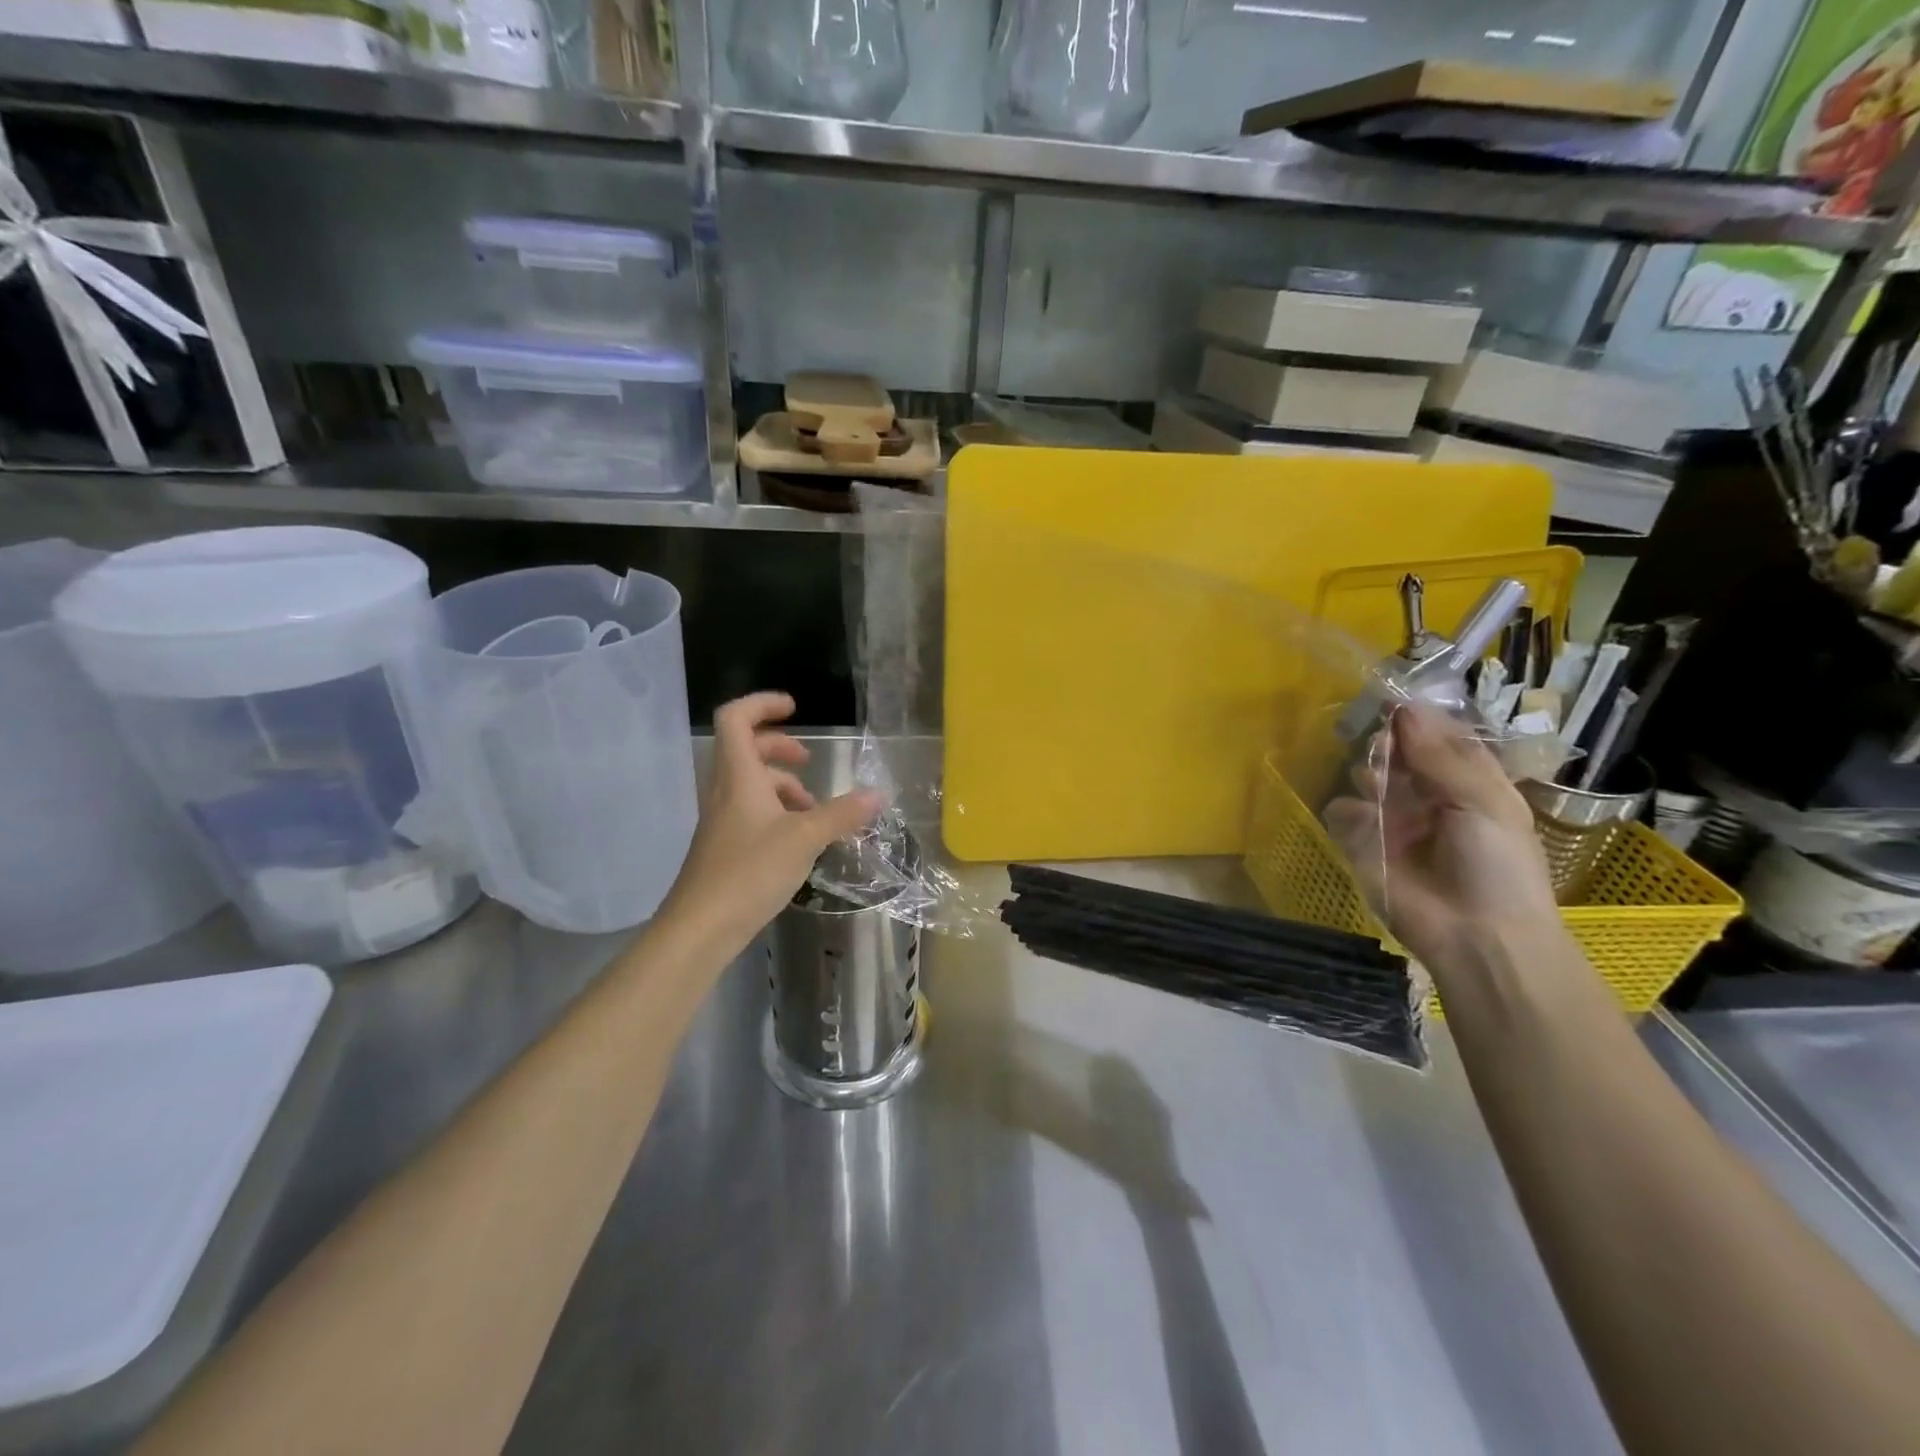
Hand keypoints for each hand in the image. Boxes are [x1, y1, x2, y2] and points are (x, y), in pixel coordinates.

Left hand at [658, 692, 883, 960]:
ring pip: (750, 783)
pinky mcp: (725, 846)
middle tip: (810, 762)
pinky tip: (800, 839)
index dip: (762, 704)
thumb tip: (879, 794)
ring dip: (782, 785)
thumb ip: (842, 814)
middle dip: (779, 747)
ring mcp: (722, 820)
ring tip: (815, 809)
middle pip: (745, 748)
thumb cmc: (749, 872)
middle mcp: (724, 790)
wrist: (700, 928)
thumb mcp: (805, 839)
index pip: (735, 718)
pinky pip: (751, 811)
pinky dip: (777, 812)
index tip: (795, 708)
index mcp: (738, 776)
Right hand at [1323, 704, 1560, 984]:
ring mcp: (1395, 822)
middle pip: (1401, 755)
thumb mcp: (1482, 802)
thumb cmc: (1497, 866)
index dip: (1420, 720)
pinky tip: (1363, 818)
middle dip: (1390, 745)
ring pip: (1370, 778)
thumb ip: (1439, 755)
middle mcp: (1431, 798)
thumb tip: (1404, 710)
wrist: (1477, 936)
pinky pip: (1344, 815)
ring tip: (1377, 785)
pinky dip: (1348, 811)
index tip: (1394, 701)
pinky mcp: (1365, 846)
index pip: (1442, 739)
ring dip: (1371, 774)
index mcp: (1471, 785)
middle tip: (1384, 745)